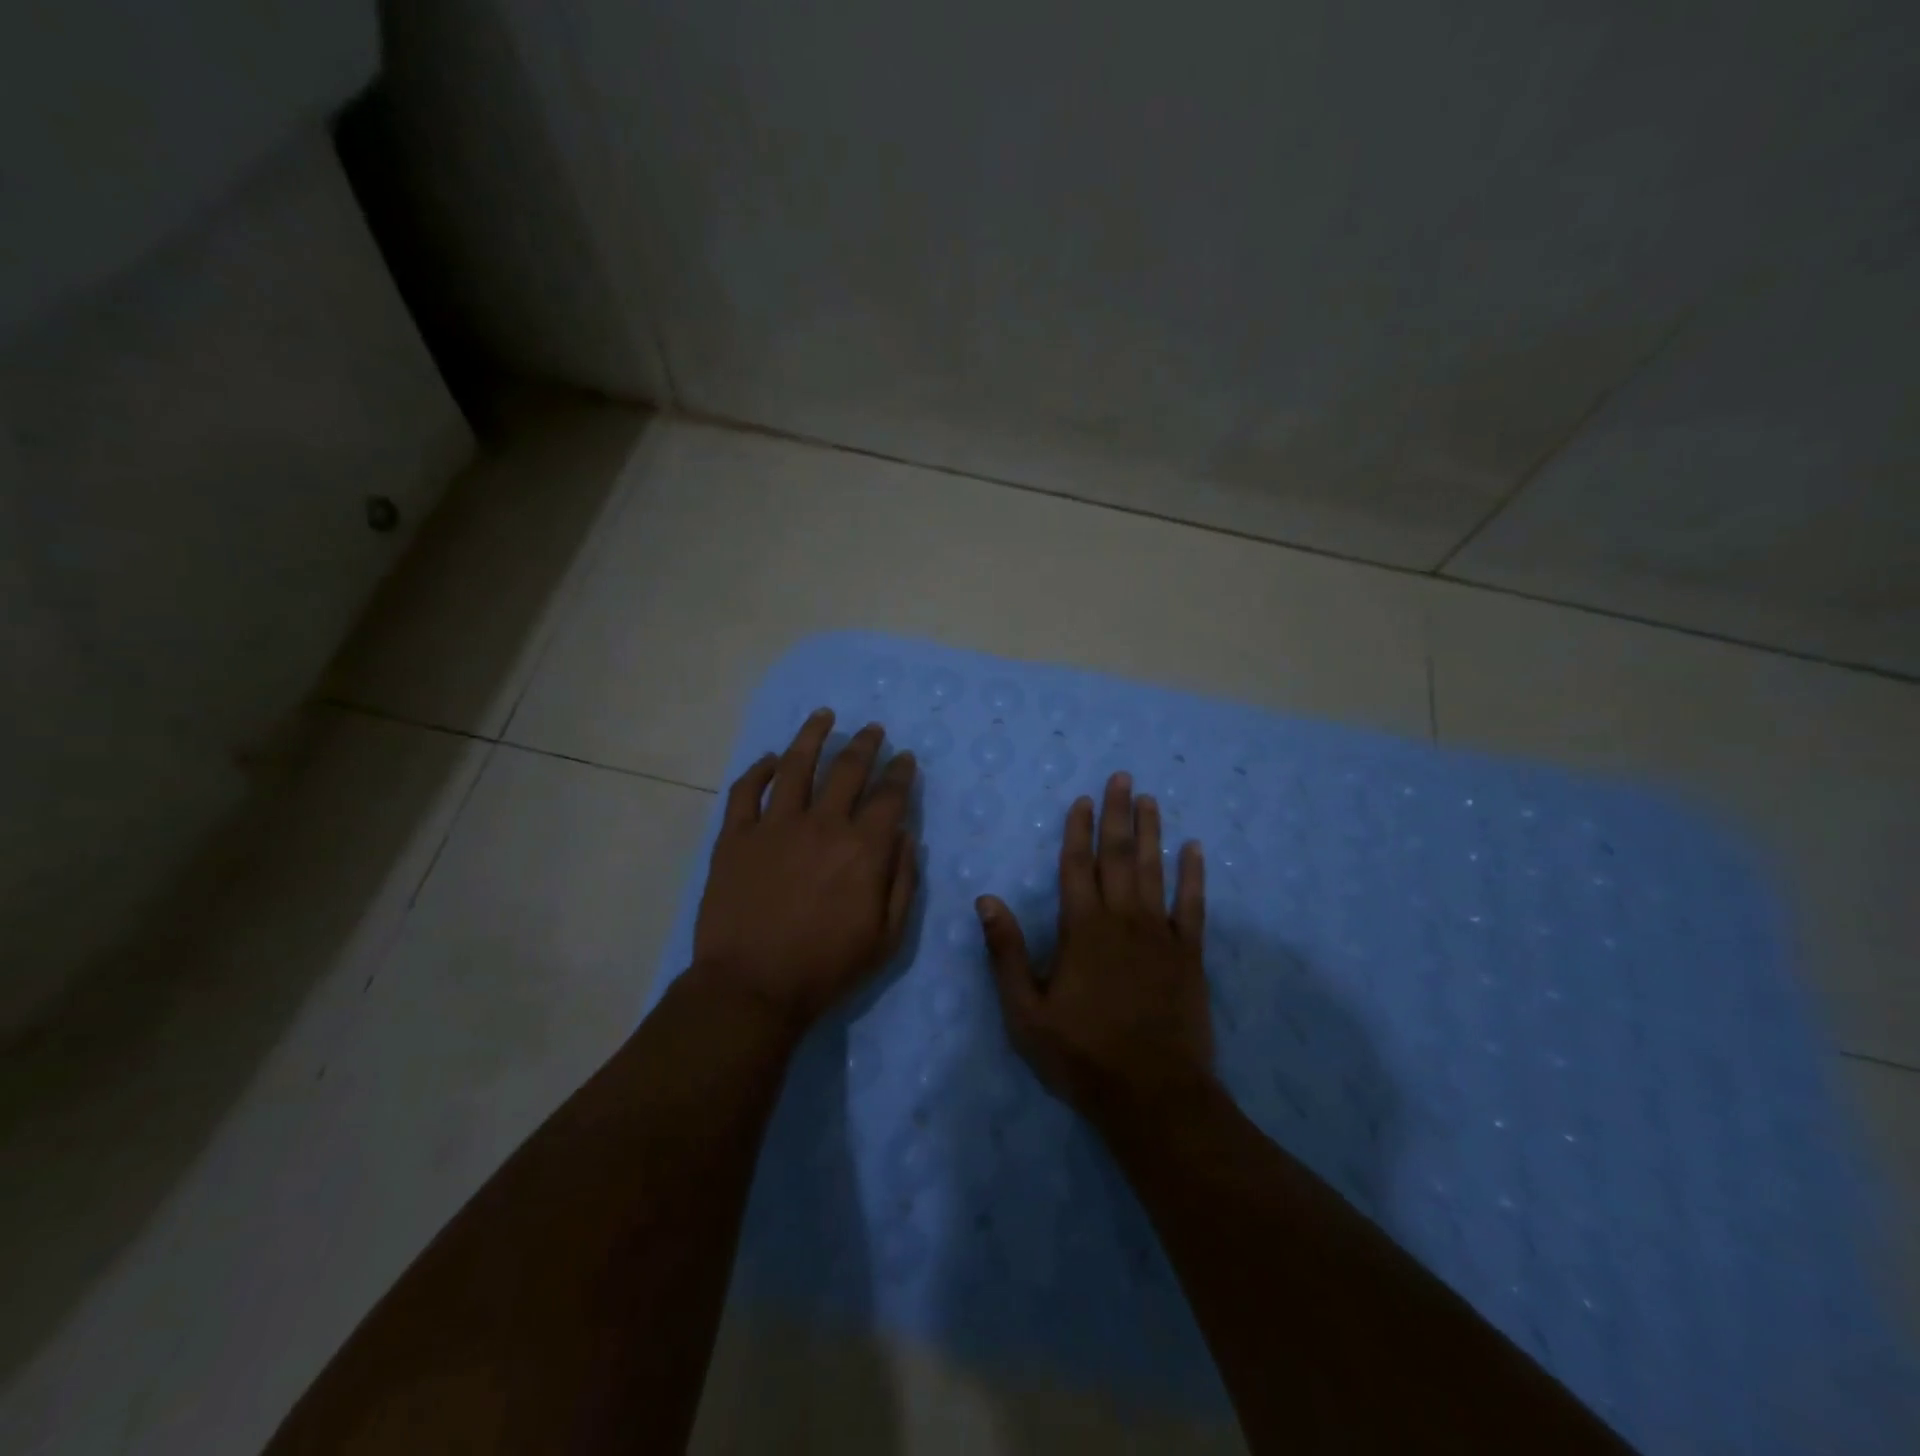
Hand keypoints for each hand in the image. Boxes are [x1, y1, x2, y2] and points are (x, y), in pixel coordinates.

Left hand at [692, 709, 918, 1031]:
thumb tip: (905, 836)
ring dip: (812, 736)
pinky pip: (745, 791)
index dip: (901, 772)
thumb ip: (902, 882)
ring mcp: (773, 826)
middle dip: (865, 744)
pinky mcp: (735, 837)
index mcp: (862, 848)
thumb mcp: (887, 937)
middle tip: (873, 729)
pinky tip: (769, 759)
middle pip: (847, 769)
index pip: (890, 796)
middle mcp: (822, 824)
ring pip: (795, 766)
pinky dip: (758, 770)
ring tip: (823, 716)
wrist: (752, 988)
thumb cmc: (826, 968)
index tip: (905, 758)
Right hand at [976, 771, 1214, 1128]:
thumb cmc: (1082, 1055)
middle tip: (1123, 778)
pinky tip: (1195, 850)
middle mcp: (1122, 919)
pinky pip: (1193, 905)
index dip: (1079, 829)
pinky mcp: (1189, 955)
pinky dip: (1194, 875)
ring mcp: (1160, 934)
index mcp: (1082, 928)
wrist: (1153, 1096)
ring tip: (1150, 799)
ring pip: (1154, 870)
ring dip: (1152, 832)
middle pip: (1118, 855)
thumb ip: (1007, 952)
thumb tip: (986, 899)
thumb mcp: (1025, 1011)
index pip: (1077, 865)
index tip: (1084, 799)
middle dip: (1118, 814)